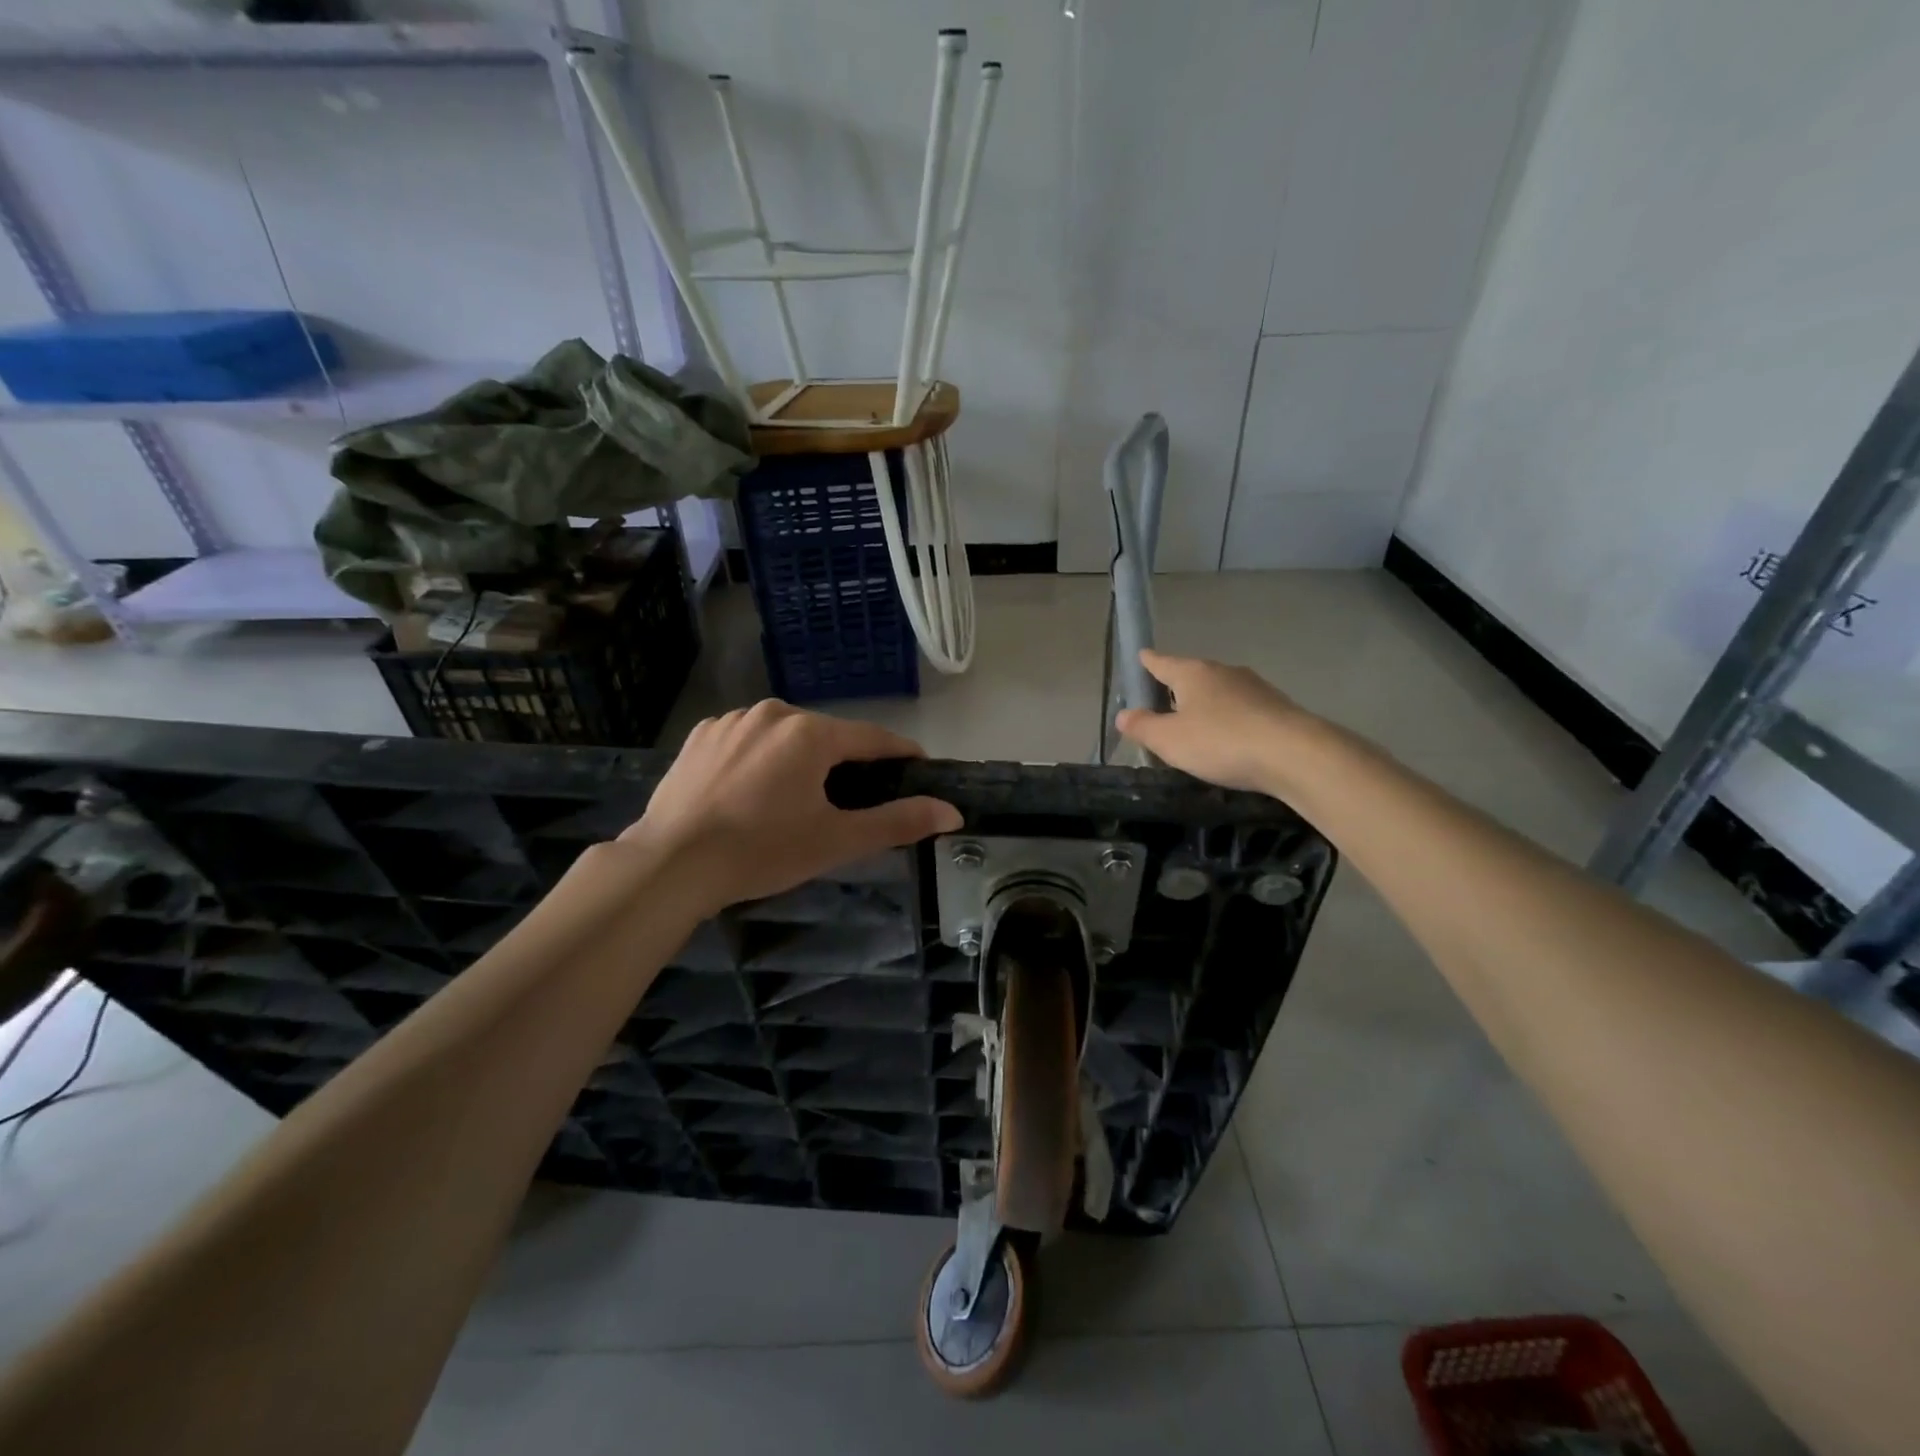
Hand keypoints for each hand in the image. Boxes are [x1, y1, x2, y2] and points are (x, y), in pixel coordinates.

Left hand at [622, 701, 961, 913]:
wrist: (671, 863)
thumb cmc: (762, 850)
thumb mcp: (837, 840)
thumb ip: (898, 821)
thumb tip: (952, 813)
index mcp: (811, 732)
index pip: (873, 738)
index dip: (900, 754)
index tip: (918, 768)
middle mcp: (773, 712)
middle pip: (827, 736)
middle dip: (845, 763)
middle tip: (849, 802)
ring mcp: (732, 720)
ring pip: (785, 736)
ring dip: (800, 760)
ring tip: (795, 801)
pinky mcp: (700, 736)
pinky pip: (747, 741)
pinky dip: (760, 759)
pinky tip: (751, 792)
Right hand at [1115, 649, 1308, 792]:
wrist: (1294, 754)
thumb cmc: (1221, 741)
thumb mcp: (1169, 740)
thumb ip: (1143, 727)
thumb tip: (1123, 714)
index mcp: (1193, 674)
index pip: (1163, 663)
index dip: (1149, 662)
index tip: (1142, 655)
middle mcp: (1224, 672)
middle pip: (1193, 675)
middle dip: (1178, 687)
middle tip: (1162, 703)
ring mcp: (1255, 688)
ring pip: (1220, 692)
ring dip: (1206, 705)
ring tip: (1195, 726)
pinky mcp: (1277, 708)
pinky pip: (1242, 710)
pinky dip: (1230, 720)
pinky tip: (1229, 740)